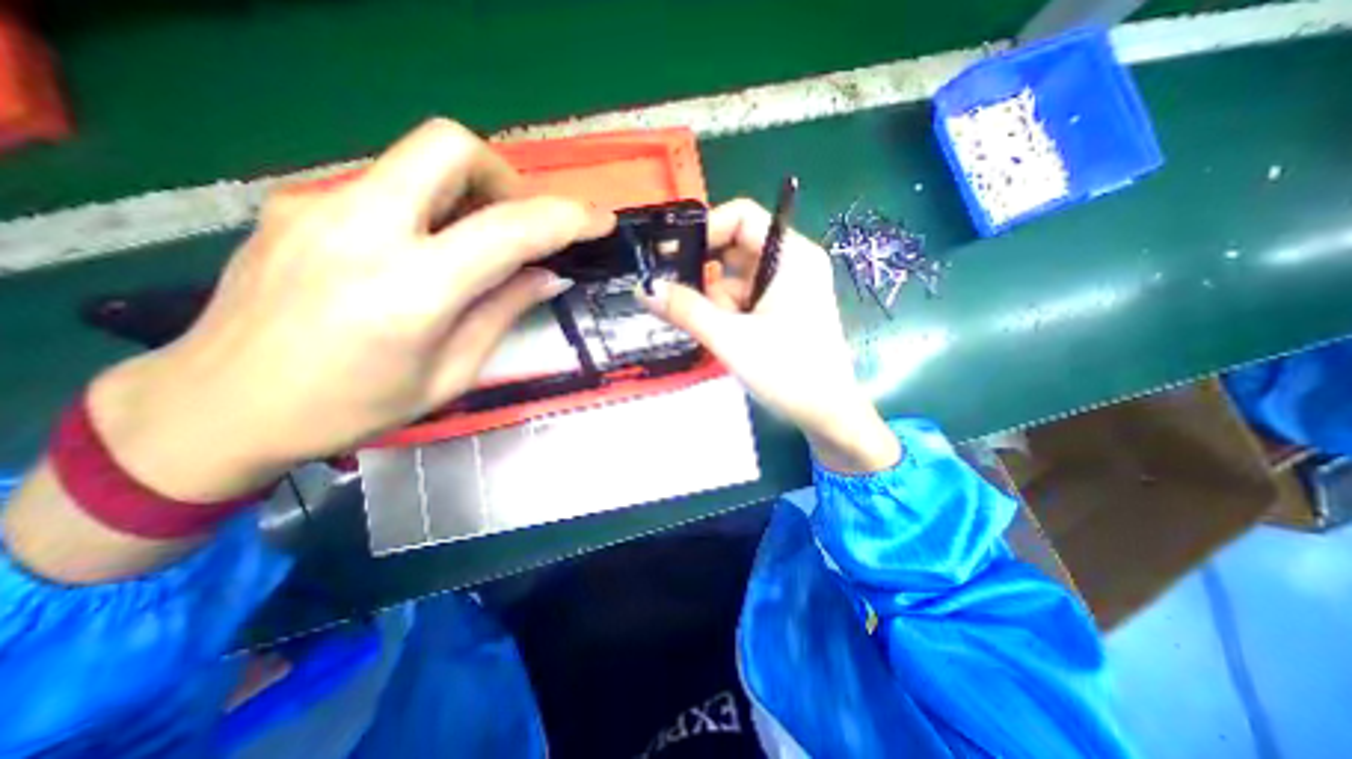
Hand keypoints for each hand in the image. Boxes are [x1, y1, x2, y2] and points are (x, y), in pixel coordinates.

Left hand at [99, 119, 617, 500]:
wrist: (216, 406)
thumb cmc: (352, 408)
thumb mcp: (450, 374)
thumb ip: (503, 314)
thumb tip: (548, 276)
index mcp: (409, 291)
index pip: (508, 231)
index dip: (566, 218)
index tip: (600, 220)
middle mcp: (360, 229)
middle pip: (450, 146)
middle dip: (505, 177)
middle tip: (519, 225)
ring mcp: (318, 205)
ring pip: (417, 159)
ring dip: (468, 192)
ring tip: (475, 247)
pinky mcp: (297, 203)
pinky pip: (387, 186)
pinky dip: (427, 209)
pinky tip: (421, 255)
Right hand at [641, 198, 893, 470]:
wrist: (826, 415)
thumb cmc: (788, 373)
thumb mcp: (731, 339)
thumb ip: (686, 310)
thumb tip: (644, 287)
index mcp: (791, 257)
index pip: (741, 217)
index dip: (705, 230)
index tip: (673, 258)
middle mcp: (791, 264)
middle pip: (734, 249)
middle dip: (705, 276)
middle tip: (678, 299)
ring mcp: (787, 288)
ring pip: (735, 279)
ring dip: (714, 302)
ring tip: (710, 332)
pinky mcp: (781, 310)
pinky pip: (743, 299)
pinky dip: (725, 314)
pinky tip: (721, 338)